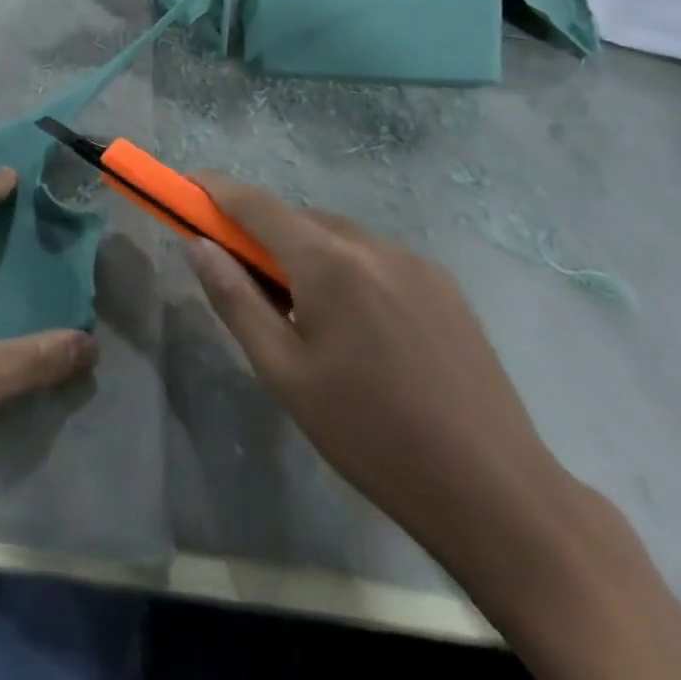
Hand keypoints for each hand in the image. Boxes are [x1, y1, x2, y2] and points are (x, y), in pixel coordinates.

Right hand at [183, 174, 576, 575]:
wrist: (496, 494)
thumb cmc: (372, 436)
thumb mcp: (283, 373)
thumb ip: (234, 299)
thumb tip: (197, 244)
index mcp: (329, 262)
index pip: (255, 203)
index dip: (214, 189)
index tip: (184, 187)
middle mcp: (372, 244)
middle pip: (297, 217)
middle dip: (260, 233)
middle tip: (243, 278)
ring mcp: (414, 261)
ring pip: (337, 236)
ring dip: (304, 252)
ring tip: (304, 314)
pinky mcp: (443, 284)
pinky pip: (374, 256)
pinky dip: (344, 267)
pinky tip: (356, 325)